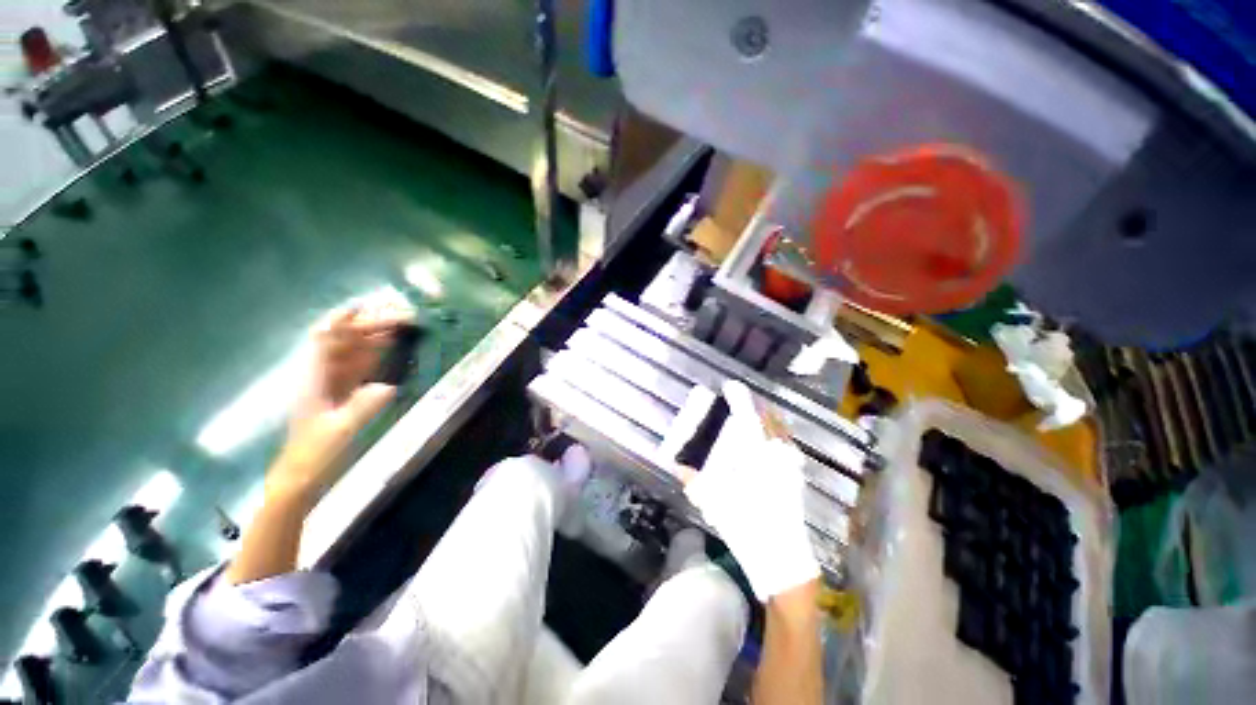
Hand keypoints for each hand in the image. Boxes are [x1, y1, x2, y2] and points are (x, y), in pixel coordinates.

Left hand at [268, 297, 413, 503]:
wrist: (304, 473)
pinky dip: (377, 350)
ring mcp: (335, 381)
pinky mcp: (346, 390)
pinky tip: (392, 343)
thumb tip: (389, 386)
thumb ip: (362, 408)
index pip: (326, 340)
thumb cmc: (316, 453)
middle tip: (402, 315)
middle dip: (370, 324)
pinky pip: (362, 363)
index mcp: (314, 379)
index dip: (342, 320)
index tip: (365, 306)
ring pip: (355, 349)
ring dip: (376, 333)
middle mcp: (323, 373)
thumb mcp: (340, 432)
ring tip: (402, 321)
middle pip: (345, 339)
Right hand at [684, 381, 819, 600]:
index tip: (730, 386)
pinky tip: (770, 442)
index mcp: (756, 455)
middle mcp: (776, 453)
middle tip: (740, 401)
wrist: (782, 558)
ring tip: (754, 416)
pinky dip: (779, 435)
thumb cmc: (746, 527)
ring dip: (768, 418)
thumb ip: (694, 480)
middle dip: (754, 404)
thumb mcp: (715, 503)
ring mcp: (790, 465)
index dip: (739, 396)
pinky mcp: (797, 477)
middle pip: (768, 417)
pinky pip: (788, 445)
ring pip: (781, 429)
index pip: (748, 415)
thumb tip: (677, 465)